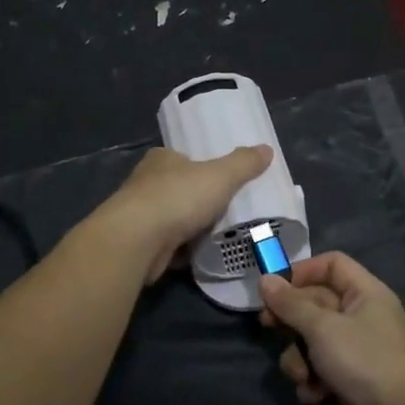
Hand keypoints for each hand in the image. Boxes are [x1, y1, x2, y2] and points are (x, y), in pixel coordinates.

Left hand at [93, 144, 271, 281]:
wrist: (138, 240)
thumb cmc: (178, 197)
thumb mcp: (220, 176)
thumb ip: (243, 164)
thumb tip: (267, 149)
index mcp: (161, 159)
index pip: (181, 158)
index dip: (199, 166)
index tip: (220, 179)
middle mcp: (146, 183)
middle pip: (177, 188)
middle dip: (197, 199)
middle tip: (226, 209)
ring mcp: (140, 216)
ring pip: (172, 218)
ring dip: (190, 227)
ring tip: (219, 234)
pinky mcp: (140, 244)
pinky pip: (168, 245)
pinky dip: (183, 250)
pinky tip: (201, 256)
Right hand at [257, 252, 404, 404]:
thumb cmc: (363, 360)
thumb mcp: (322, 327)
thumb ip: (290, 304)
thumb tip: (265, 279)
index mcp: (364, 293)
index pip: (332, 265)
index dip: (303, 271)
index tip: (275, 287)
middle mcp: (360, 317)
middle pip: (315, 303)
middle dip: (291, 318)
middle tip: (267, 325)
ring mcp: (354, 350)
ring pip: (311, 340)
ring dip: (299, 357)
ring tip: (302, 374)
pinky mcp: (346, 381)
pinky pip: (318, 370)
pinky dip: (311, 381)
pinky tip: (314, 394)